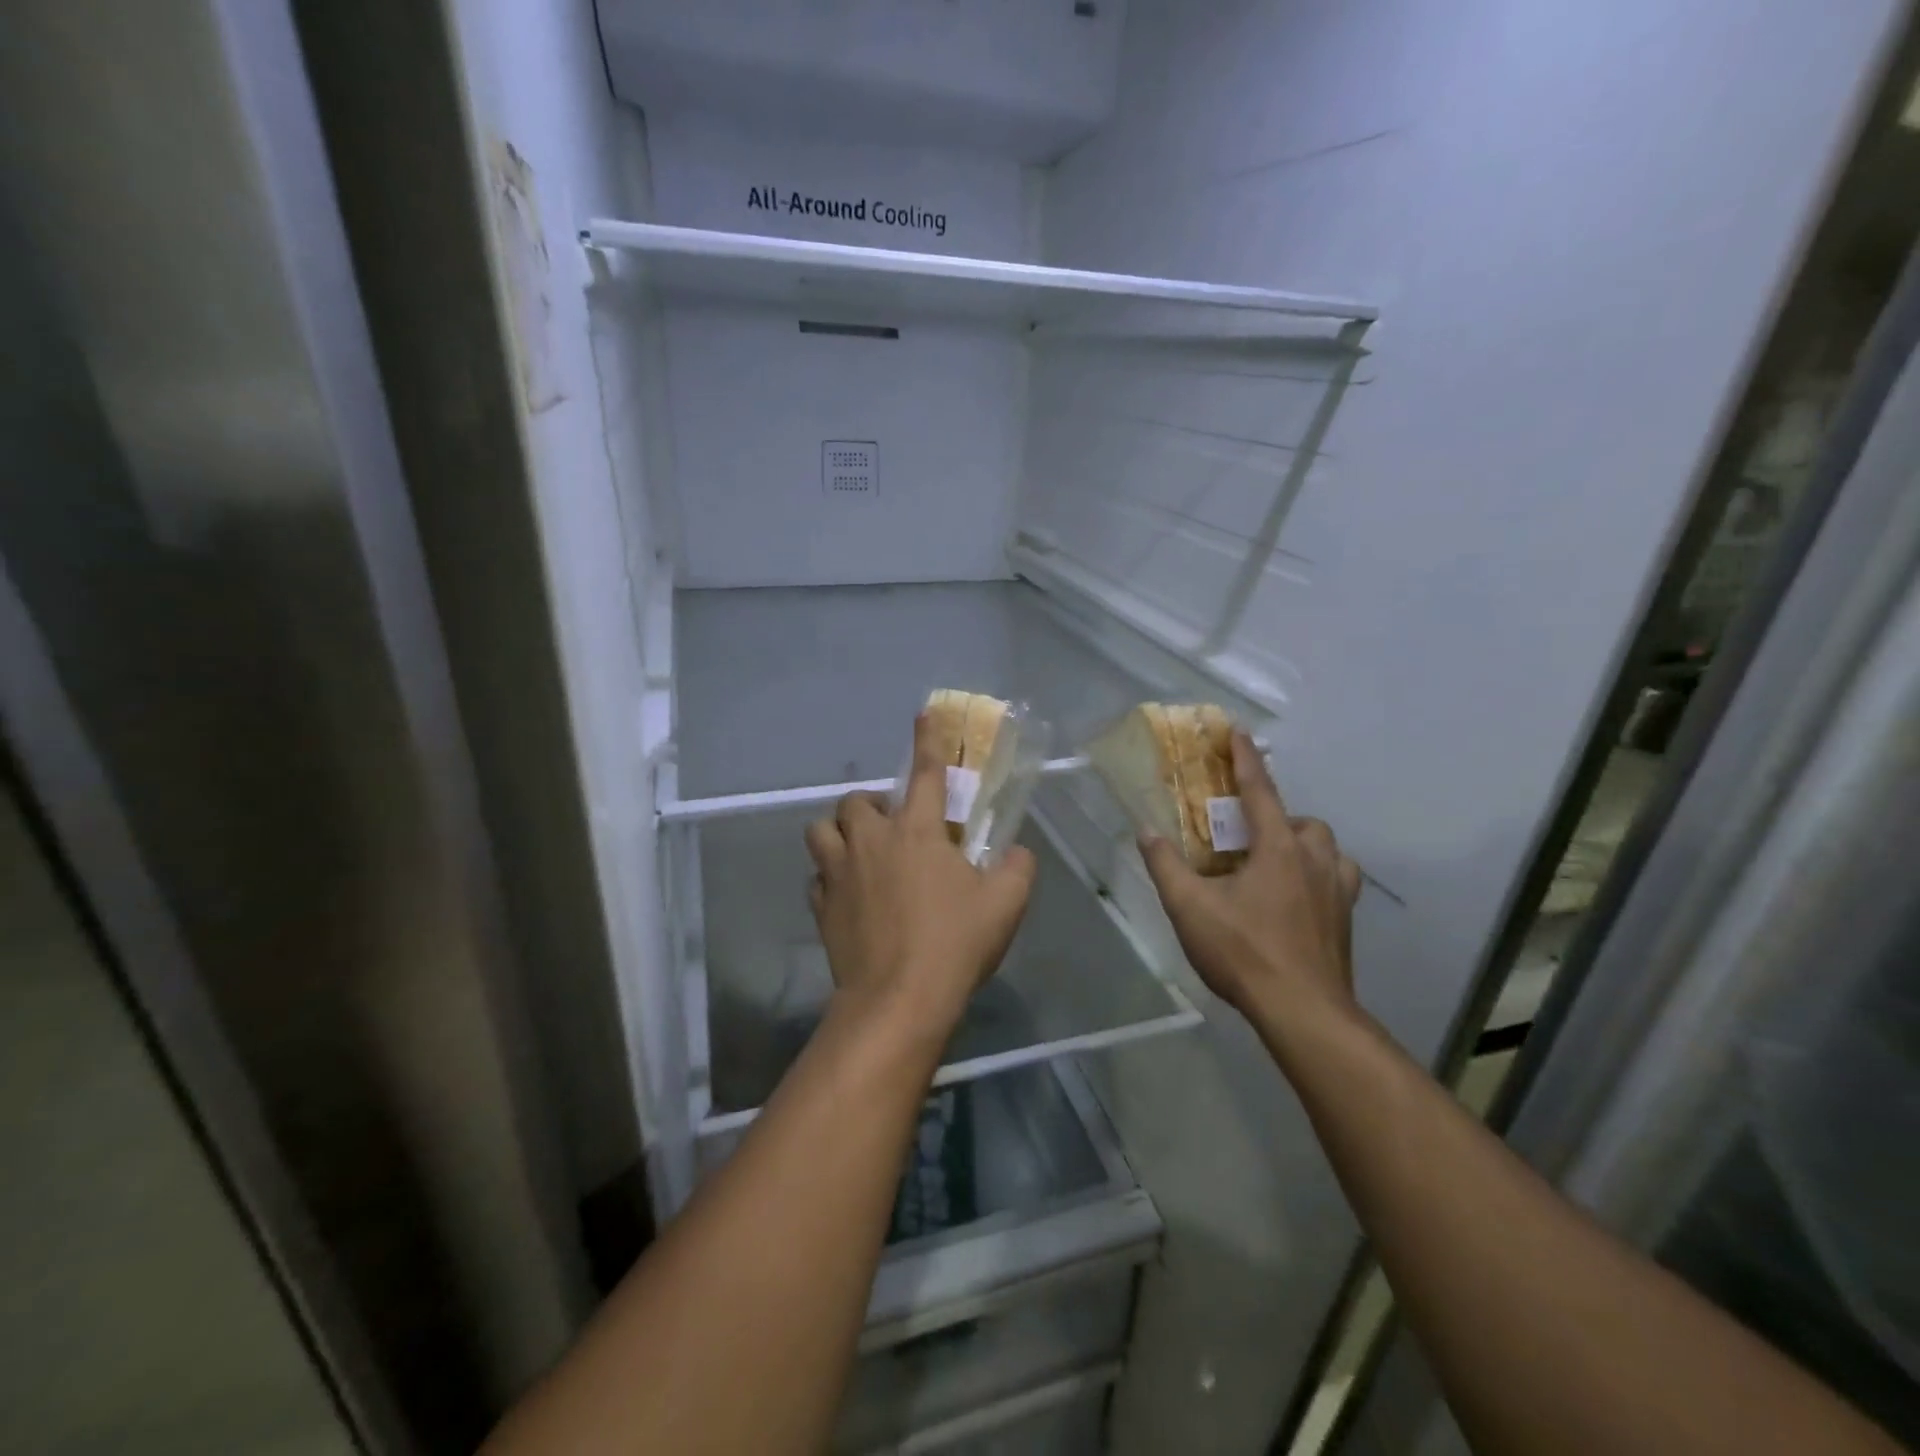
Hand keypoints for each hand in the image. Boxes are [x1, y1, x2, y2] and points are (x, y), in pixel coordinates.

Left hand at [805, 714, 1036, 1040]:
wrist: (898, 999)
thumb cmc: (954, 943)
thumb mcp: (1005, 903)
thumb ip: (1016, 867)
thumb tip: (1015, 852)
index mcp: (918, 831)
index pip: (926, 772)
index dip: (927, 739)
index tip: (923, 714)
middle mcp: (872, 841)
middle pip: (857, 800)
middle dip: (874, 805)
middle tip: (895, 828)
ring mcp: (839, 873)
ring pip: (821, 830)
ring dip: (840, 833)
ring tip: (861, 852)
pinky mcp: (821, 906)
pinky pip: (817, 877)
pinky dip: (830, 877)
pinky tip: (848, 895)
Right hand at [1139, 732, 1361, 1026]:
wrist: (1303, 1011)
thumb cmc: (1244, 951)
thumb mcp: (1189, 907)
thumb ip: (1166, 865)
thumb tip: (1146, 831)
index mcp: (1278, 848)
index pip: (1260, 791)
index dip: (1246, 760)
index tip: (1239, 732)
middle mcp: (1314, 860)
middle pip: (1302, 821)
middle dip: (1277, 817)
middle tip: (1246, 837)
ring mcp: (1338, 891)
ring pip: (1327, 848)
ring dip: (1302, 844)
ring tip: (1275, 863)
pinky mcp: (1347, 919)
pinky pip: (1339, 879)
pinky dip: (1320, 875)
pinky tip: (1300, 896)